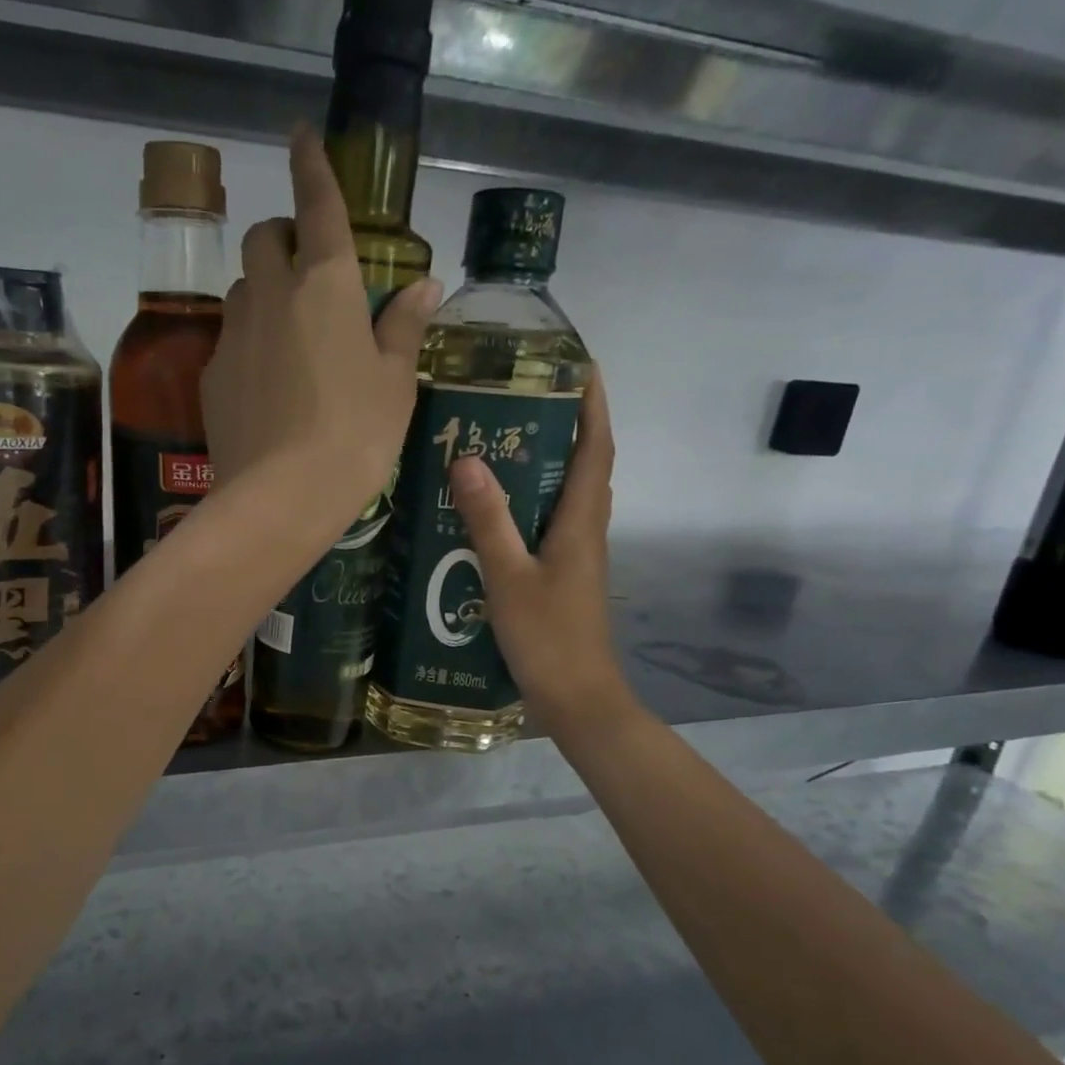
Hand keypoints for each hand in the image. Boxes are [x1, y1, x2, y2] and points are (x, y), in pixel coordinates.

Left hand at [200, 125, 441, 531]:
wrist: (281, 498)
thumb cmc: (355, 436)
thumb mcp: (395, 383)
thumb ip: (404, 326)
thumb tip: (424, 284)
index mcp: (326, 284)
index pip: (317, 203)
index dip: (311, 163)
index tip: (300, 134)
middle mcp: (271, 294)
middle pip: (264, 237)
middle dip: (283, 235)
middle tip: (309, 270)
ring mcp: (233, 334)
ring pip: (242, 287)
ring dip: (263, 290)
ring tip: (290, 334)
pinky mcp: (211, 376)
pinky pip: (229, 338)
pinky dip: (248, 341)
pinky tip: (267, 384)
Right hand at [447, 368, 634, 735]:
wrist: (577, 699)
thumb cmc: (548, 637)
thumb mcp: (508, 577)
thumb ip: (489, 520)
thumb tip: (467, 458)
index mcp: (581, 522)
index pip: (597, 448)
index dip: (594, 405)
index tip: (581, 366)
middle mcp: (587, 531)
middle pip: (587, 466)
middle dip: (569, 426)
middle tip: (525, 400)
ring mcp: (579, 556)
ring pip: (570, 495)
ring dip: (551, 463)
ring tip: (507, 443)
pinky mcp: (565, 577)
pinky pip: (554, 523)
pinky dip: (535, 502)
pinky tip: (499, 511)